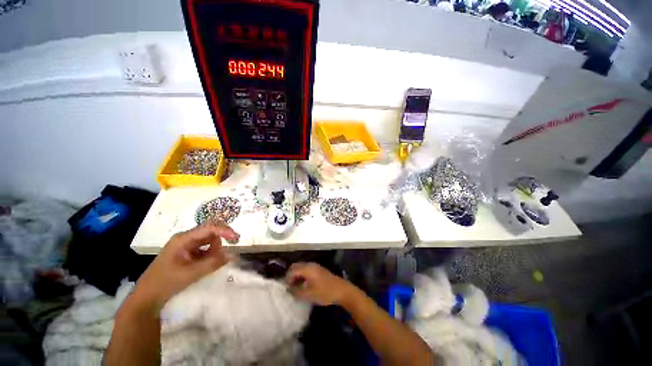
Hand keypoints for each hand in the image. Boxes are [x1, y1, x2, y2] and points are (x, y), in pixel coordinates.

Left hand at [133, 223, 238, 312]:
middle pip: (210, 231)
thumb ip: (212, 263)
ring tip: (215, 261)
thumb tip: (232, 254)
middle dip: (221, 238)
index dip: (224, 230)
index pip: (209, 228)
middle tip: (230, 247)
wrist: (147, 297)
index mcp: (183, 239)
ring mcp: (186, 245)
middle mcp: (186, 238)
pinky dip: (211, 254)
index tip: (236, 238)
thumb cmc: (166, 283)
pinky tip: (210, 263)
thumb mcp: (191, 274)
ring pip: (209, 240)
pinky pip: (205, 248)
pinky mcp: (188, 253)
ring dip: (216, 248)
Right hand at [285, 262, 354, 305]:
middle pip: (297, 266)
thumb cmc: (324, 292)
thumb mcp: (308, 294)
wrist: (341, 290)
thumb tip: (288, 289)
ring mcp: (315, 266)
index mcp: (307, 268)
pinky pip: (307, 269)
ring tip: (296, 287)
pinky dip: (303, 275)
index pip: (292, 270)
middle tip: (290, 287)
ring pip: (302, 268)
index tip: (286, 289)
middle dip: (291, 275)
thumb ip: (296, 291)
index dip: (287, 278)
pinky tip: (304, 285)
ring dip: (297, 275)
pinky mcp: (319, 270)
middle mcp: (310, 265)